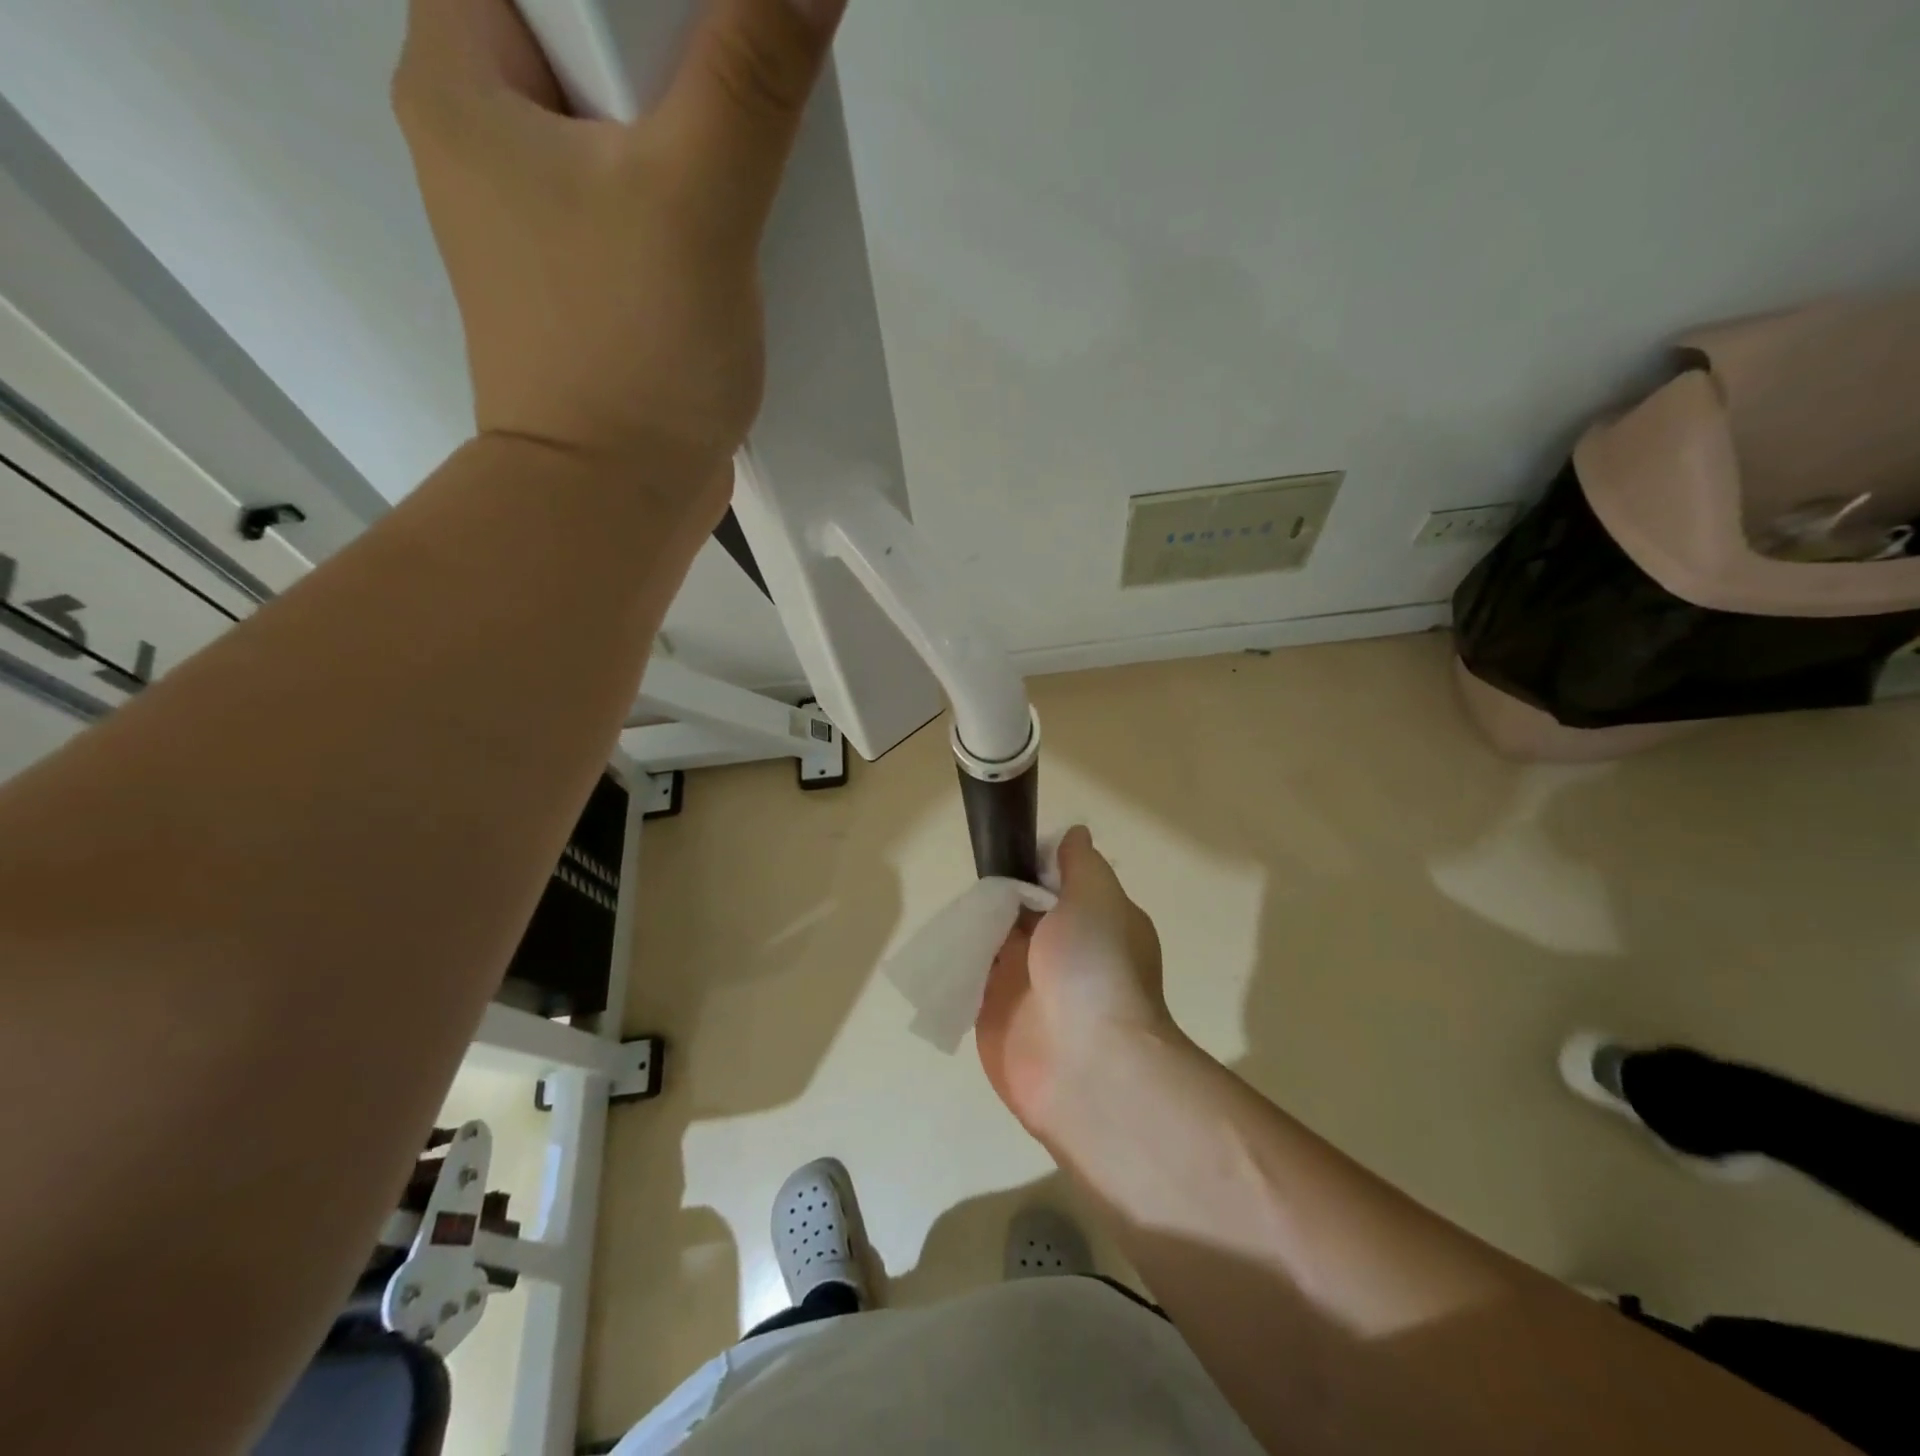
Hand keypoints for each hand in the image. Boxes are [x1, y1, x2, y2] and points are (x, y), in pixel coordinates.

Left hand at [392, 0, 846, 504]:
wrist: (613, 502)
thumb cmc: (632, 354)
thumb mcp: (697, 202)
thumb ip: (751, 78)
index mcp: (461, 74)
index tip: (714, 26)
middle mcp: (483, 134)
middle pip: (585, 29)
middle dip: (680, 47)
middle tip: (754, 76)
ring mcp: (536, 217)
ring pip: (621, 119)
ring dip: (695, 125)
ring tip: (761, 148)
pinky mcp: (587, 280)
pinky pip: (637, 196)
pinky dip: (691, 192)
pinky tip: (742, 215)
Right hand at [976, 827, 1181, 1141]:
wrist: (1087, 1067)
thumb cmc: (1096, 969)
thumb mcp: (1096, 897)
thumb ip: (1080, 864)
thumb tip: (1074, 835)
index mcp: (1092, 923)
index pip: (1057, 884)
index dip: (1032, 864)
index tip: (1005, 845)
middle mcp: (1060, 951)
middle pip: (1019, 910)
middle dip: (996, 893)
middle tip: (972, 875)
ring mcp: (1027, 985)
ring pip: (993, 942)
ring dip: (975, 925)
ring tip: (953, 905)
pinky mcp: (995, 1014)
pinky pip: (972, 979)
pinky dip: (958, 962)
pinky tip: (940, 944)